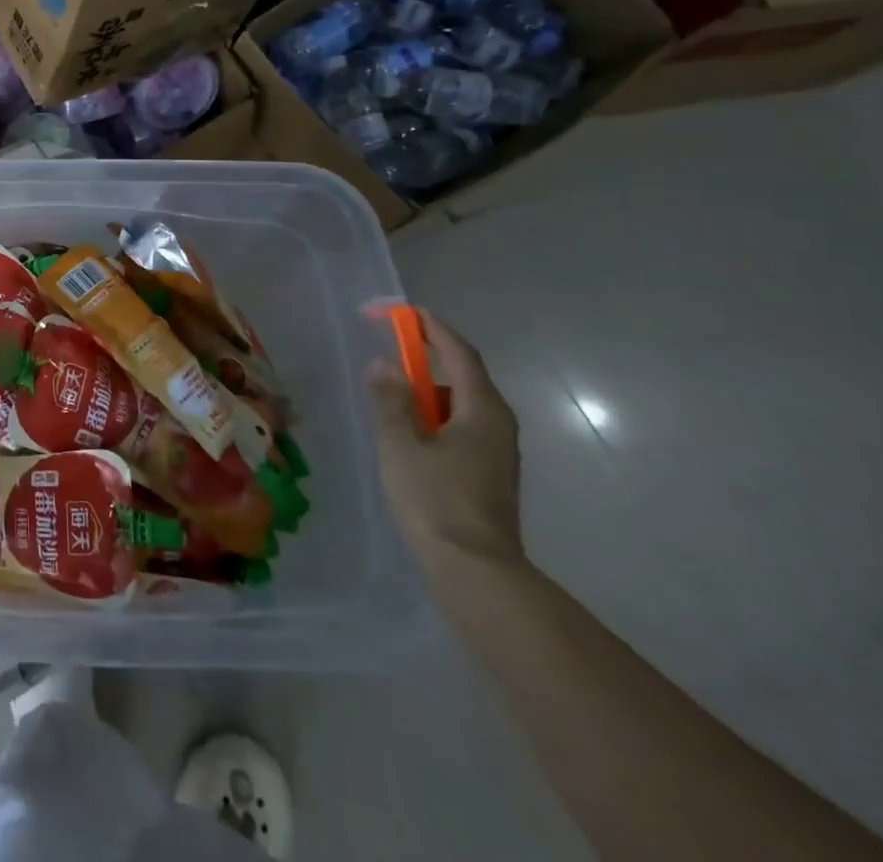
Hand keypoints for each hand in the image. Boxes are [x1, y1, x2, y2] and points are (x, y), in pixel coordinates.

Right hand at [367, 309, 522, 564]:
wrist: (475, 571)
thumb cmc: (435, 499)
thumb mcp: (400, 443)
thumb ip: (390, 399)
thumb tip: (385, 364)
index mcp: (482, 409)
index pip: (458, 351)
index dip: (429, 326)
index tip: (398, 311)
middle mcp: (498, 423)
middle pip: (463, 374)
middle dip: (427, 354)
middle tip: (388, 346)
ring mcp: (497, 450)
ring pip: (460, 403)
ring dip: (428, 388)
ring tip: (390, 393)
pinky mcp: (488, 472)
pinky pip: (460, 426)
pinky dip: (433, 414)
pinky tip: (407, 432)